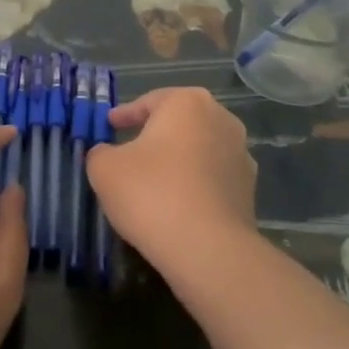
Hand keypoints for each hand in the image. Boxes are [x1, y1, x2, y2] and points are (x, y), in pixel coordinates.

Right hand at [85, 87, 259, 288]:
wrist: (207, 247)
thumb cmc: (151, 193)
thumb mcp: (105, 169)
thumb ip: (100, 153)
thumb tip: (106, 154)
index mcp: (188, 102)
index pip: (149, 101)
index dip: (125, 114)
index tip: (110, 125)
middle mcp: (221, 119)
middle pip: (179, 122)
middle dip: (156, 134)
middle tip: (131, 149)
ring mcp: (241, 154)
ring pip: (199, 150)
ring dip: (178, 160)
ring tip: (154, 180)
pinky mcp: (249, 189)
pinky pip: (212, 178)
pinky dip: (194, 184)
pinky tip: (177, 203)